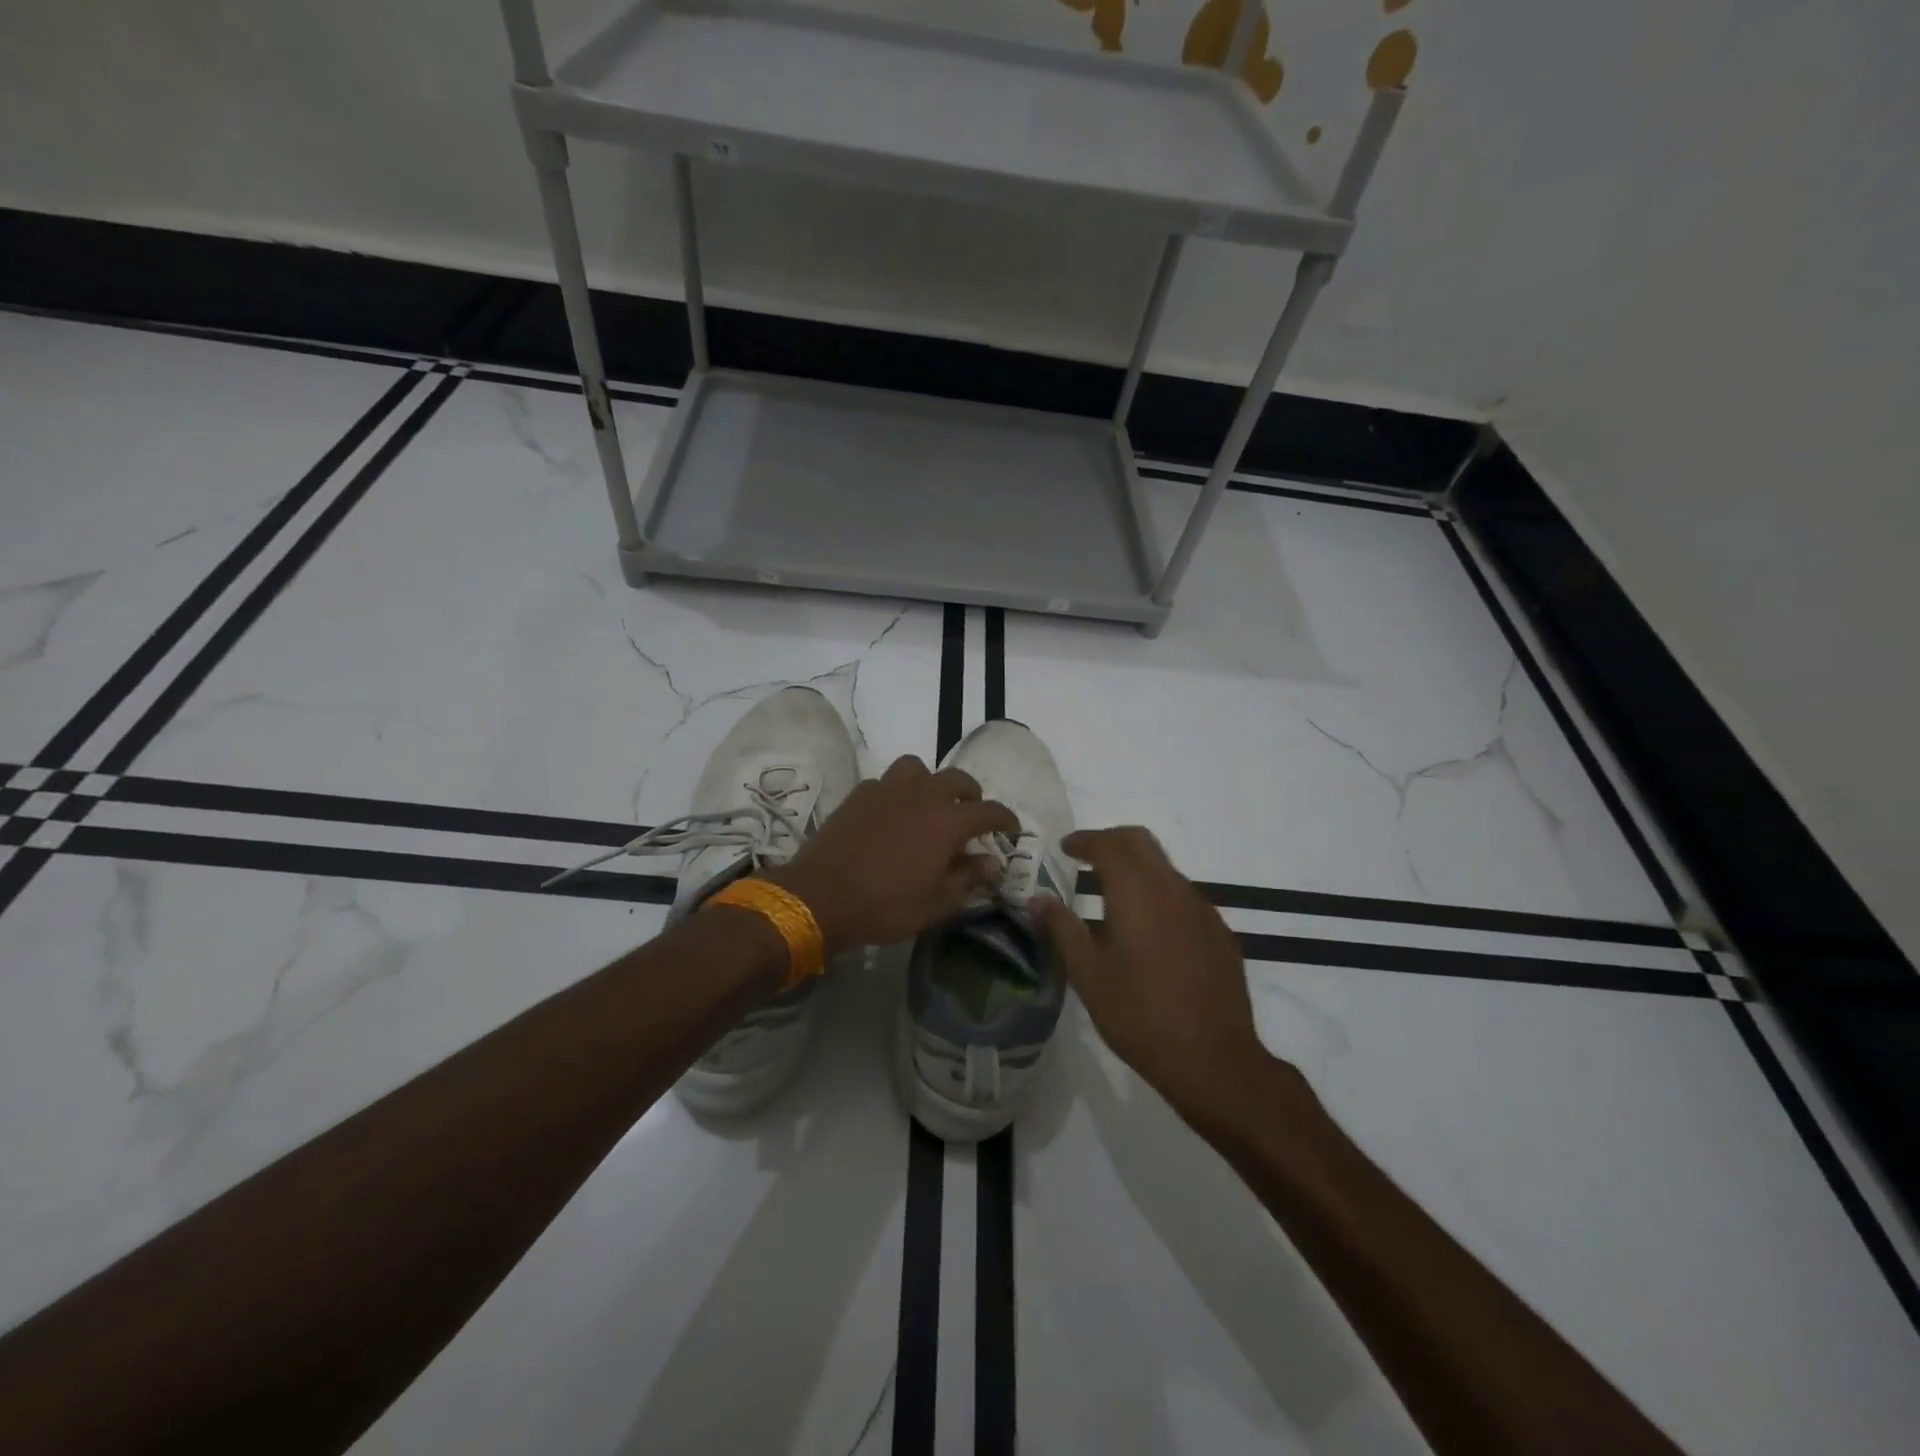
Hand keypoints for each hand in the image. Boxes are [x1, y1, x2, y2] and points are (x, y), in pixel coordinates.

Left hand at [767, 755, 1019, 953]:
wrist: (820, 896)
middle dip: (971, 795)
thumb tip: (990, 863)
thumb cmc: (885, 906)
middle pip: (958, 780)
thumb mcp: (935, 904)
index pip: (989, 811)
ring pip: (919, 769)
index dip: (1005, 819)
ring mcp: (888, 789)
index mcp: (947, 822)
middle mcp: (922, 795)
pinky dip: (897, 792)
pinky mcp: (860, 793)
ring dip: (931, 783)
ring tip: (928, 804)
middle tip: (970, 816)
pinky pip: (886, 781)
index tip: (1011, 829)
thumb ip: (967, 879)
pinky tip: (892, 813)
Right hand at [1033, 827, 1296, 1122]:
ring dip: (1138, 869)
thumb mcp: (1088, 974)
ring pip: (1166, 869)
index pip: (1108, 844)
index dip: (1084, 840)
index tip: (1066, 847)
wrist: (1213, 1058)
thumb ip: (1061, 929)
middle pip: (1141, 842)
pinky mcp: (1220, 934)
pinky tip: (1151, 932)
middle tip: (1087, 857)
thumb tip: (1037, 899)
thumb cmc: (1139, 1014)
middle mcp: (1172, 888)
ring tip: (1114, 896)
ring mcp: (1203, 910)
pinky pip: (1185, 898)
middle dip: (1112, 841)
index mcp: (1136, 892)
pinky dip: (1160, 896)